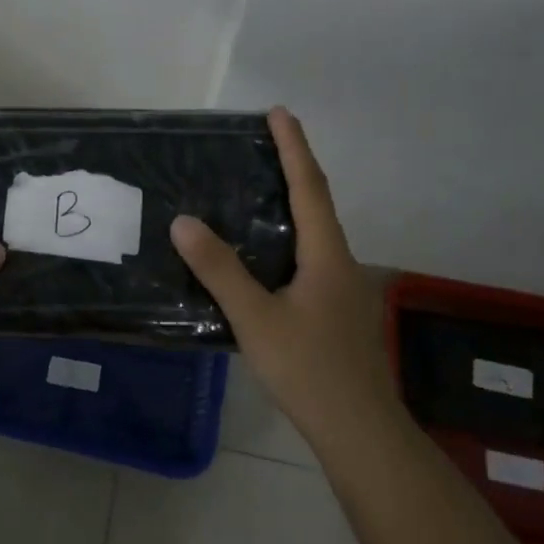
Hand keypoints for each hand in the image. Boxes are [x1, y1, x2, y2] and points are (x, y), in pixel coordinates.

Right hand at [170, 107, 393, 448]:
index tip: (279, 112)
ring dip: (293, 201)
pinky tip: (266, 254)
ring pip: (316, 232)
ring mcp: (343, 288)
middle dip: (294, 167)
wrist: (359, 431)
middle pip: (318, 202)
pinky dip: (289, 236)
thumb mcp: (256, 318)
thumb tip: (183, 221)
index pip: (309, 186)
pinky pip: (311, 256)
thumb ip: (220, 270)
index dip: (294, 147)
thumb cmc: (309, 370)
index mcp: (327, 254)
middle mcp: (340, 262)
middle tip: (264, 142)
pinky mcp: (336, 311)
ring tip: (259, 187)